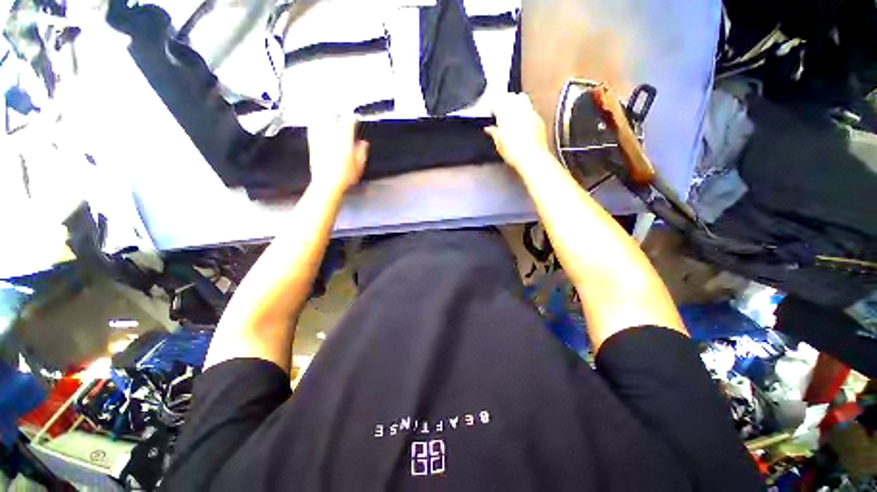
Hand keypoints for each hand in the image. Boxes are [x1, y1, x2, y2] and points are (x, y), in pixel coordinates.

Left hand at [307, 113, 368, 192]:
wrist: (327, 184)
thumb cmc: (345, 177)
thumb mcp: (359, 166)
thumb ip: (362, 152)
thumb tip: (363, 144)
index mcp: (345, 140)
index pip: (348, 121)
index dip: (352, 117)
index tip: (354, 117)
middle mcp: (331, 136)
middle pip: (331, 115)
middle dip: (335, 110)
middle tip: (338, 108)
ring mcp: (320, 139)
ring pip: (320, 119)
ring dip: (323, 113)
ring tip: (324, 109)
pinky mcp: (312, 144)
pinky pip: (312, 129)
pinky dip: (314, 123)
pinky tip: (314, 123)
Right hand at [485, 93, 552, 173]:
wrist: (531, 157)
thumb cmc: (515, 152)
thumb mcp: (499, 144)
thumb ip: (493, 133)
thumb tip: (489, 129)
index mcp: (505, 114)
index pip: (498, 102)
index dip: (495, 106)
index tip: (493, 110)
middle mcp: (519, 111)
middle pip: (511, 97)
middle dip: (506, 100)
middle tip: (503, 107)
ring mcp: (530, 113)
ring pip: (523, 99)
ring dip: (517, 102)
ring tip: (513, 112)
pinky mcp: (539, 119)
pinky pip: (531, 109)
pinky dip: (526, 112)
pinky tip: (523, 121)